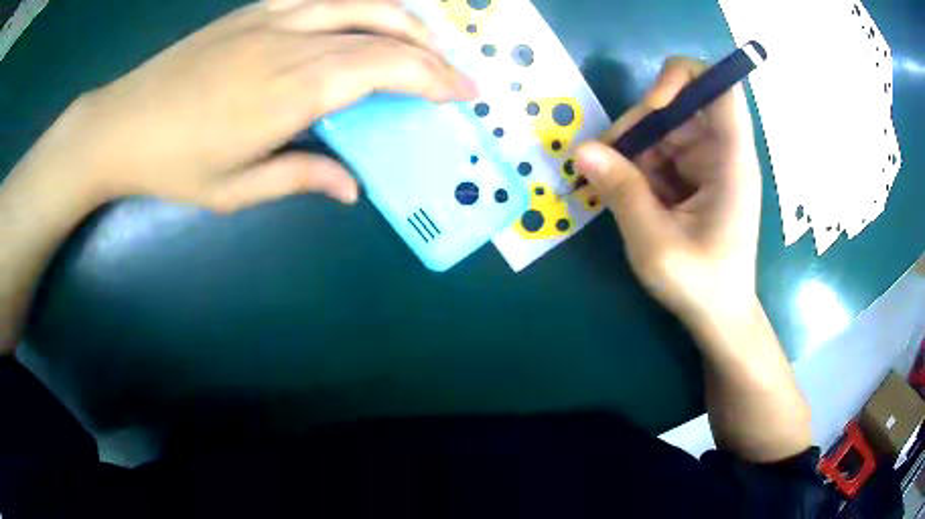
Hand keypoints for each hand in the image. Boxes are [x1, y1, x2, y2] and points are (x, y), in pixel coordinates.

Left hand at [28, 0, 475, 212]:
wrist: (119, 124)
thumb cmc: (171, 164)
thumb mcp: (234, 189)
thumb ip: (300, 178)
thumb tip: (352, 187)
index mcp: (288, 91)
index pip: (383, 68)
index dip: (432, 77)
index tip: (462, 93)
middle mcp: (289, 42)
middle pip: (381, 32)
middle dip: (431, 53)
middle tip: (458, 74)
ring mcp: (271, 18)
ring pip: (359, 3)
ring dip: (403, 19)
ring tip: (426, 41)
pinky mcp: (254, 10)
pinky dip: (359, 2)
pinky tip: (371, 14)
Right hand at [575, 57, 761, 332]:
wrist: (721, 317)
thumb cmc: (701, 285)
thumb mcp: (655, 243)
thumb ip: (621, 192)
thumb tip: (582, 149)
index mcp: (731, 160)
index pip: (720, 88)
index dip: (682, 79)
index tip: (651, 108)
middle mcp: (723, 151)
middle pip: (679, 104)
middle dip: (640, 125)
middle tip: (606, 161)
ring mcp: (709, 162)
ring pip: (665, 128)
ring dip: (633, 148)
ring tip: (611, 184)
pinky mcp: (696, 176)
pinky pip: (662, 152)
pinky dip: (638, 165)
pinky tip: (626, 193)